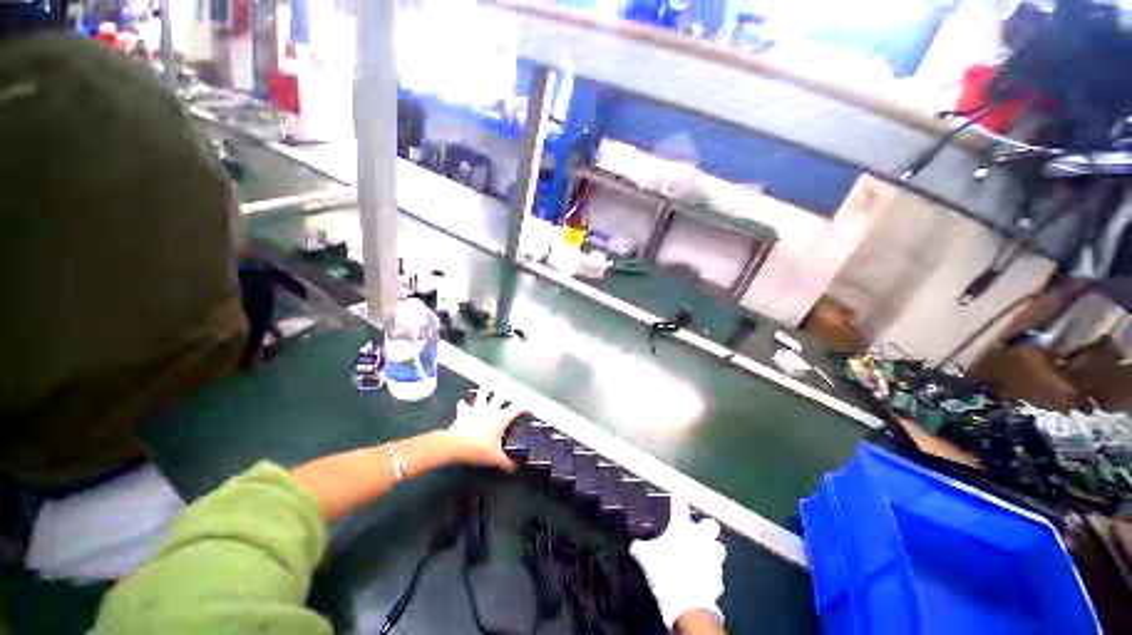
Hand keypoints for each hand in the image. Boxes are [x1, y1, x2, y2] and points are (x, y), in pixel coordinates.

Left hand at [444, 389, 522, 470]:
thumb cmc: (477, 449)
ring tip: (488, 386)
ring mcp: (477, 408)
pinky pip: (464, 404)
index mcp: (501, 418)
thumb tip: (514, 468)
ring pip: (483, 394)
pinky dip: (464, 403)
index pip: (517, 408)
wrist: (455, 445)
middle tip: (508, 391)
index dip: (524, 405)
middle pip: (500, 396)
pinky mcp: (464, 411)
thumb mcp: (495, 458)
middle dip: (505, 393)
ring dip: (485, 390)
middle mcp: (490, 409)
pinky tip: (463, 402)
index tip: (529, 404)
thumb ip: (506, 462)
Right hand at [630, 498, 726, 629]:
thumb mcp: (645, 557)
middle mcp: (700, 538)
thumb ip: (640, 547)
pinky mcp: (719, 577)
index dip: (678, 498)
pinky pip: (716, 571)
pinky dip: (710, 572)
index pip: (680, 504)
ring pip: (718, 547)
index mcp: (682, 527)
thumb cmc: (665, 571)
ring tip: (703, 554)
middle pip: (710, 524)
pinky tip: (703, 577)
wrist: (688, 603)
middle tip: (697, 531)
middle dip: (706, 527)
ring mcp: (712, 557)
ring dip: (712, 549)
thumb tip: (633, 544)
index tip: (677, 494)